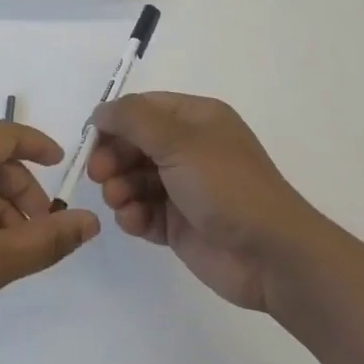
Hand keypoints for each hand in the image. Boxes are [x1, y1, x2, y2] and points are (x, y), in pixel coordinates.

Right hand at [88, 92, 326, 315]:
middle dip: (113, 158)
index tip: (92, 139)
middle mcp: (189, 149)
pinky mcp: (179, 224)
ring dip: (119, 188)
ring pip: (134, 179)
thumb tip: (100, 112)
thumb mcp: (178, 140)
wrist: (271, 255)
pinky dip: (133, 215)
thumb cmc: (226, 185)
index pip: (144, 108)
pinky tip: (134, 222)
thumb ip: (133, 120)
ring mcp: (184, 188)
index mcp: (196, 119)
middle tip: (100, 175)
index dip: (115, 121)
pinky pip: (143, 211)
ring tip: (120, 201)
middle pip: (134, 144)